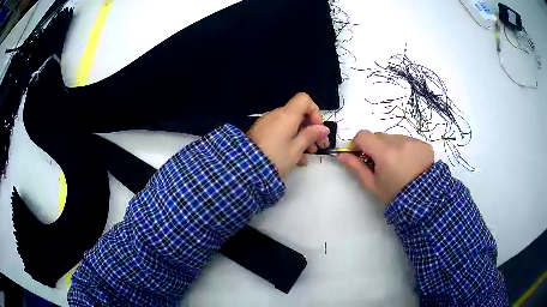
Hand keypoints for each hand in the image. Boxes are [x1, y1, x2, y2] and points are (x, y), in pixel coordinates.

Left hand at [247, 93, 329, 176]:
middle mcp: (276, 115)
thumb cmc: (275, 157)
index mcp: (287, 115)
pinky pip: (280, 132)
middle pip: (298, 114)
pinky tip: (296, 159)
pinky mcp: (261, 133)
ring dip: (301, 138)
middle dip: (311, 129)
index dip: (314, 112)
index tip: (317, 129)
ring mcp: (267, 123)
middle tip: (318, 146)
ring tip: (308, 155)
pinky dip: (289, 141)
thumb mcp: (296, 149)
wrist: (246, 168)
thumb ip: (311, 136)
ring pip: (290, 125)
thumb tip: (323, 129)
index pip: (304, 100)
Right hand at [339, 131, 433, 204]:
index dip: (358, 143)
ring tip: (398, 165)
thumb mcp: (373, 184)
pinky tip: (410, 163)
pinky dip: (405, 148)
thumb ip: (356, 167)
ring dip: (391, 147)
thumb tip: (341, 155)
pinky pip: (408, 140)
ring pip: (394, 137)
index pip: (363, 135)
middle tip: (381, 164)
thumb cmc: (394, 194)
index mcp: (384, 153)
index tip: (361, 154)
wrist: (423, 200)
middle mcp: (399, 141)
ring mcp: (413, 141)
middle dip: (376, 147)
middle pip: (379, 136)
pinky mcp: (423, 143)